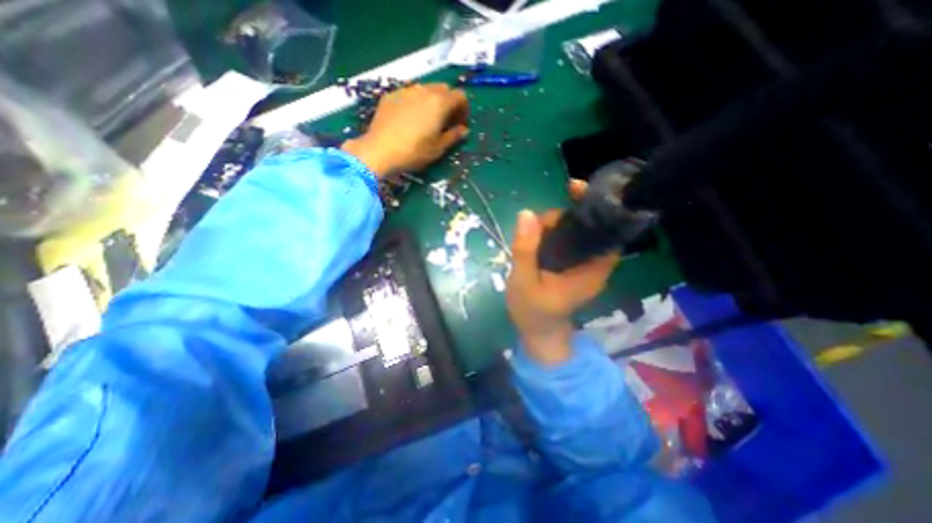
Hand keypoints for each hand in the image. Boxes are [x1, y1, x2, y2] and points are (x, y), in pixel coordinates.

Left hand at [341, 82, 469, 177]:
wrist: (380, 150)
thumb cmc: (414, 152)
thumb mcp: (438, 148)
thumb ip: (453, 136)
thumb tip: (464, 130)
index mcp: (440, 103)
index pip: (460, 96)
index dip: (464, 110)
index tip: (461, 125)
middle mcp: (424, 91)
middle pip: (444, 89)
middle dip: (449, 103)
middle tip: (446, 121)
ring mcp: (406, 91)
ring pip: (426, 89)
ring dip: (432, 101)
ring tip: (428, 120)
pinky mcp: (391, 95)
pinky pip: (409, 94)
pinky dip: (416, 102)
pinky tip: (410, 119)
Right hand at [507, 183, 621, 364]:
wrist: (537, 333)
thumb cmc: (532, 312)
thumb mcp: (523, 282)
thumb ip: (525, 249)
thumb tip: (527, 213)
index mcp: (592, 269)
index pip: (606, 230)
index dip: (594, 206)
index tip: (573, 188)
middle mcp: (594, 263)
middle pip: (588, 225)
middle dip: (563, 216)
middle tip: (536, 226)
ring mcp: (582, 263)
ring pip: (574, 231)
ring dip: (553, 224)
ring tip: (531, 234)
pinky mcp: (571, 264)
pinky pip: (566, 240)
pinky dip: (552, 232)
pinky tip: (535, 236)